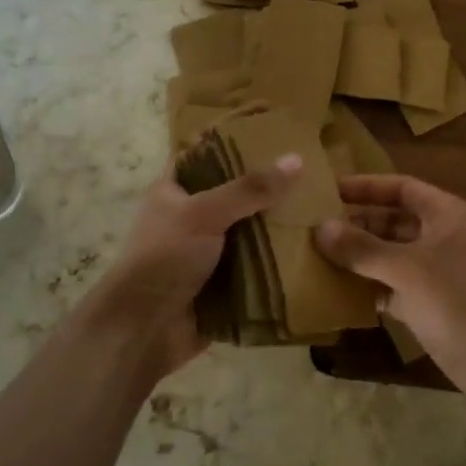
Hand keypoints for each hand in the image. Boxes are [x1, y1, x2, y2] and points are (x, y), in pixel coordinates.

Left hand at [85, 155, 302, 379]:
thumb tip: (296, 159)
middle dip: (268, 191)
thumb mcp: (204, 213)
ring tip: (322, 209)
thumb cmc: (164, 258)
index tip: (276, 134)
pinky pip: (256, 268)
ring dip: (278, 229)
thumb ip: (249, 188)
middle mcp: (190, 219)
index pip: (206, 157)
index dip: (234, 144)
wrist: (143, 331)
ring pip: (249, 234)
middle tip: (314, 174)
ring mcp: (207, 254)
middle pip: (235, 197)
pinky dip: (278, 264)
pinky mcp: (223, 285)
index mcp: (174, 192)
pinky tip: (313, 251)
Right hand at [314, 174, 465, 409]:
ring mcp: (437, 274)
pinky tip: (338, 292)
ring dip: (359, 257)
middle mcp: (441, 238)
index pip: (400, 188)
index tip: (326, 190)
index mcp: (446, 214)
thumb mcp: (409, 269)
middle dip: (356, 224)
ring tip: (316, 257)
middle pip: (392, 221)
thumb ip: (363, 248)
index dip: (365, 186)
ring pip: (390, 256)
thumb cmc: (464, 300)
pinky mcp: (431, 307)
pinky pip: (392, 288)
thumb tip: (319, 228)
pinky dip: (369, 288)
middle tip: (312, 227)